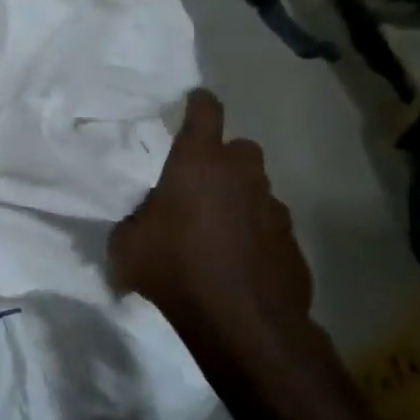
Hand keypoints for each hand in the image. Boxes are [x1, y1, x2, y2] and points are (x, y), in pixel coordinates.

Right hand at [109, 90, 333, 393]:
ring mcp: (273, 209)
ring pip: (257, 189)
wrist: (241, 320)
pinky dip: (254, 235)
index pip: (205, 114)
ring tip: (216, 229)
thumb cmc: (173, 267)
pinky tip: (237, 261)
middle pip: (240, 148)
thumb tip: (140, 222)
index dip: (199, 103)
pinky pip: (269, 227)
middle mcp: (241, 176)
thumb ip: (134, 221)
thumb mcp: (127, 243)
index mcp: (198, 164)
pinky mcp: (292, 243)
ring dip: (240, 199)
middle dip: (224, 158)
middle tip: (200, 181)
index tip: (195, 98)